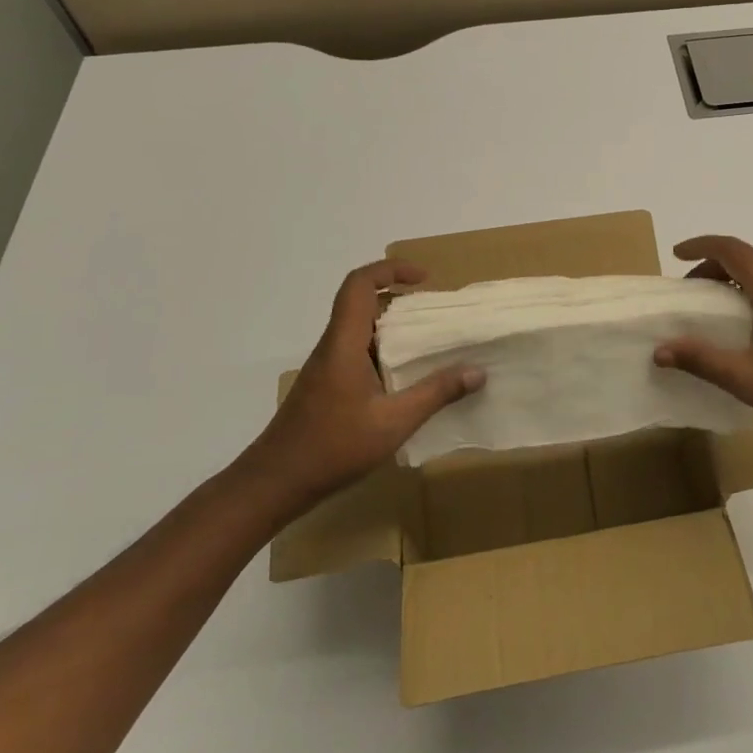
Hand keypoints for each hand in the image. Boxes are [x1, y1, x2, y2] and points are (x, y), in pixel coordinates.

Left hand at [243, 259, 483, 508]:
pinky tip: (405, 377)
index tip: (424, 279)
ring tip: (428, 341)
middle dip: (399, 296)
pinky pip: (357, 350)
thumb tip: (478, 372)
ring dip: (392, 325)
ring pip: (360, 327)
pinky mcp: (326, 385)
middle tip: (434, 311)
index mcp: (344, 343)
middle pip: (361, 301)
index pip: (360, 284)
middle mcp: (333, 346)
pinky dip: (383, 349)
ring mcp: (327, 366)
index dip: (390, 270)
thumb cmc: (332, 447)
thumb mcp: (394, 422)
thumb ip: (436, 394)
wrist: (275, 482)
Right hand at [653, 235, 752, 439]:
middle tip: (688, 290)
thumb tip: (660, 350)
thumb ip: (701, 360)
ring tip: (710, 309)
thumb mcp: (745, 377)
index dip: (702, 245)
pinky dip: (747, 296)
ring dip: (731, 282)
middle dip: (711, 266)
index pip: (732, 250)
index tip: (676, 254)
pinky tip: (743, 329)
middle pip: (745, 260)